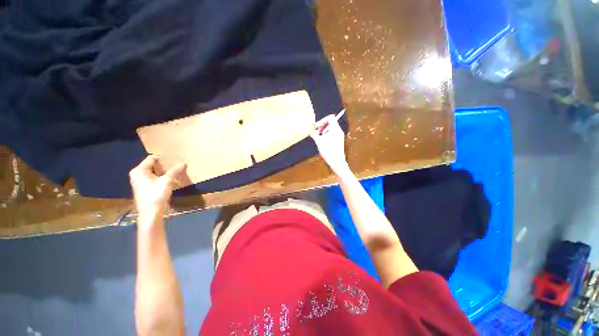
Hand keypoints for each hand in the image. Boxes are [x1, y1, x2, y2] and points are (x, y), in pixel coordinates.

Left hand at [129, 155, 186, 220]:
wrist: (150, 213)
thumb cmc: (156, 195)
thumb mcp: (167, 181)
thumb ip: (174, 171)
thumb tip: (183, 163)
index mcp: (139, 171)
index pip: (151, 158)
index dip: (162, 158)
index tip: (173, 158)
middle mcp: (137, 174)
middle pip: (152, 165)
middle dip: (164, 165)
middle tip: (175, 164)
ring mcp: (140, 181)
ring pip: (153, 171)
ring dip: (163, 171)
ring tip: (174, 170)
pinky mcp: (144, 187)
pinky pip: (153, 177)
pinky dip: (161, 176)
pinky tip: (170, 179)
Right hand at [310, 114, 351, 177]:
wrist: (337, 162)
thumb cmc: (328, 151)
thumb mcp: (319, 142)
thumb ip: (314, 134)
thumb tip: (309, 130)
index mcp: (335, 129)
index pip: (330, 117)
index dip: (322, 120)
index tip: (316, 127)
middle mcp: (339, 130)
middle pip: (330, 122)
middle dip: (322, 125)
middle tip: (316, 132)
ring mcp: (340, 135)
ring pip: (331, 128)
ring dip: (324, 130)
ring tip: (319, 137)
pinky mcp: (339, 140)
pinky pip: (333, 133)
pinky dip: (327, 134)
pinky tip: (323, 141)